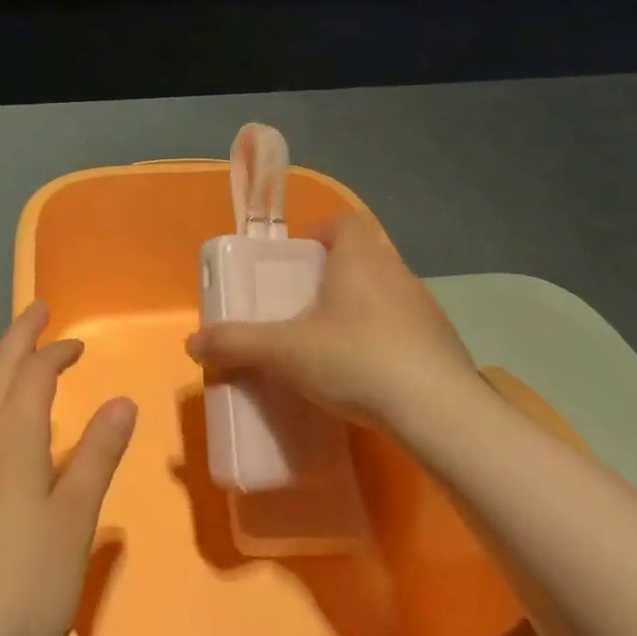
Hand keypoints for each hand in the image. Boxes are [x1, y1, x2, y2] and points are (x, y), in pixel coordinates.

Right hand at [185, 213, 484, 433]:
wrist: (439, 413)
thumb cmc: (356, 360)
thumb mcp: (284, 352)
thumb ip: (236, 343)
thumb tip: (192, 342)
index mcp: (360, 258)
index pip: (344, 222)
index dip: (319, 233)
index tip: (296, 259)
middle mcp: (397, 272)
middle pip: (362, 258)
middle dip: (332, 276)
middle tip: (302, 306)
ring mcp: (425, 308)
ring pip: (385, 293)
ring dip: (359, 309)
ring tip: (331, 344)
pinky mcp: (444, 344)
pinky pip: (405, 328)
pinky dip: (384, 340)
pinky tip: (367, 375)